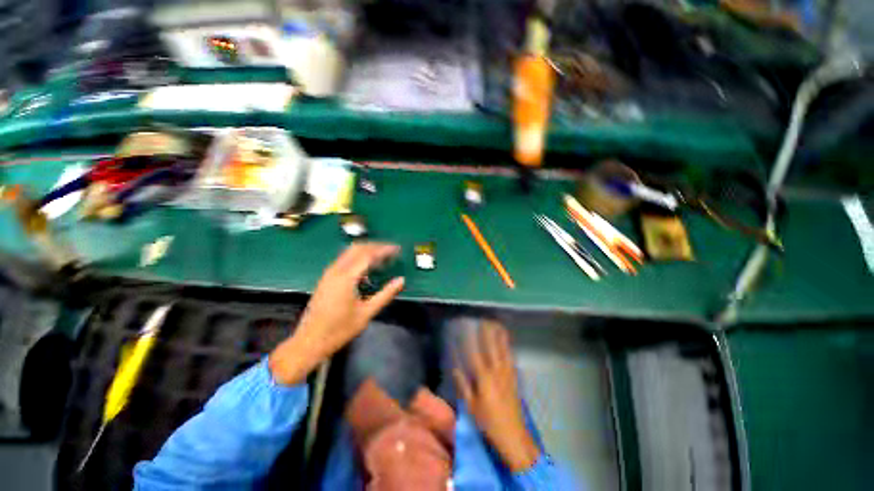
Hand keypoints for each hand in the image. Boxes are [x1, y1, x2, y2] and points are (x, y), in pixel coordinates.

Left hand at [269, 243, 404, 384]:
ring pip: (349, 252)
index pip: (368, 255)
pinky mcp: (326, 278)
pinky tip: (367, 268)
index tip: (397, 249)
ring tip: (382, 257)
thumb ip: (386, 294)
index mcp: (346, 277)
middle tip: (391, 250)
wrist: (310, 341)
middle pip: (358, 248)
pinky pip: (344, 260)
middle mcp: (336, 270)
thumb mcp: (367, 313)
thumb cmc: (340, 329)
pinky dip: (358, 258)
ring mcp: (329, 273)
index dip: (384, 250)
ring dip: (367, 250)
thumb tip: (401, 280)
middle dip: (376, 246)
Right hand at [453, 320, 540, 471]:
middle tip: (482, 319)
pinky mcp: (514, 377)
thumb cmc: (489, 422)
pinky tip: (506, 341)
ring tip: (496, 323)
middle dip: (486, 331)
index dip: (469, 339)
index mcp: (484, 378)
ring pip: (503, 349)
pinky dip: (507, 346)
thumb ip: (463, 385)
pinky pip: (510, 357)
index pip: (474, 352)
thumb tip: (455, 368)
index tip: (464, 327)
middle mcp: (496, 371)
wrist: (513, 435)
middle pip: (491, 346)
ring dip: (499, 335)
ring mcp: (507, 373)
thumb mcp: (471, 407)